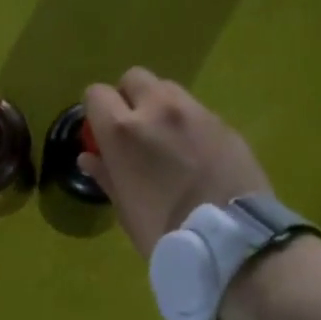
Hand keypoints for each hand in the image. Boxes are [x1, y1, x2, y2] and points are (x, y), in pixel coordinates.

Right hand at [79, 68, 272, 258]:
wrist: (231, 242)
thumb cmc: (165, 232)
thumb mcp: (125, 209)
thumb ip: (105, 174)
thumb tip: (89, 157)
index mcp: (122, 130)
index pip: (96, 93)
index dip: (97, 112)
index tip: (103, 133)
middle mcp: (157, 109)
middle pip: (134, 78)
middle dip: (130, 97)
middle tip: (136, 130)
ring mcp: (195, 112)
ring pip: (169, 89)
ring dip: (161, 105)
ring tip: (169, 139)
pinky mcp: (224, 122)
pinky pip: (198, 111)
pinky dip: (190, 123)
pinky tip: (198, 153)